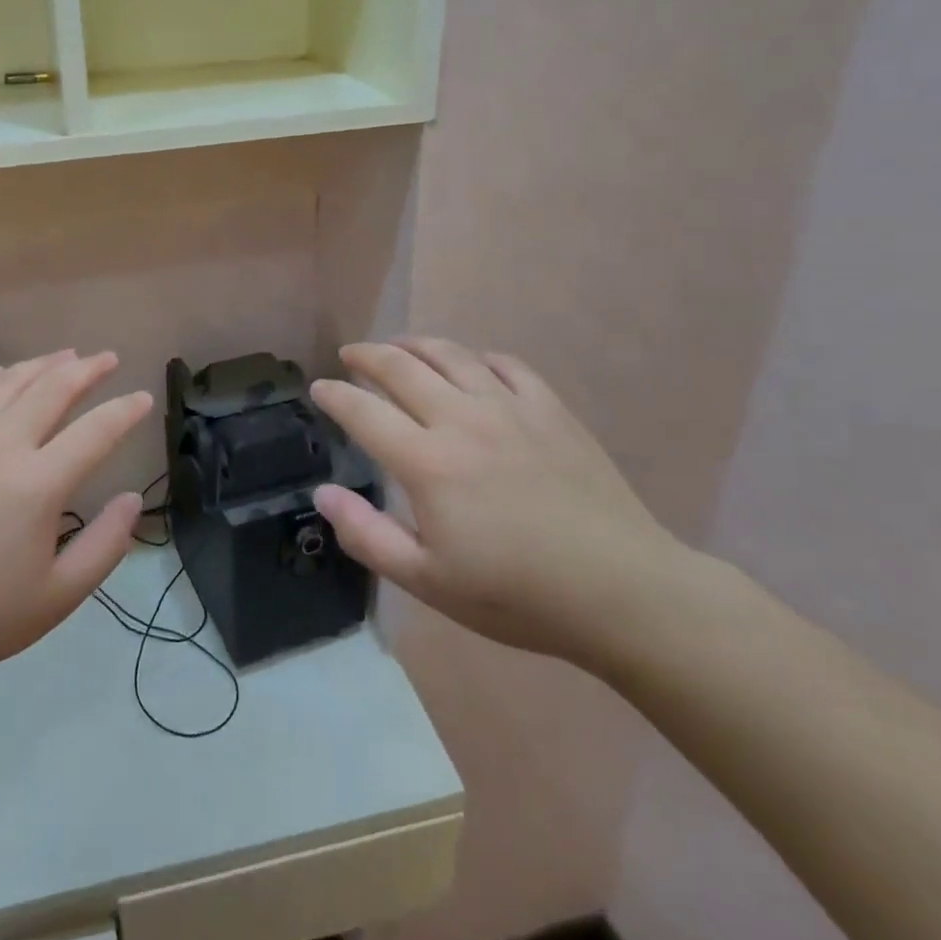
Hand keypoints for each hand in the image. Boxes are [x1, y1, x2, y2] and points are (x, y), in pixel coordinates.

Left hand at [0, 351, 152, 698]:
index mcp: (38, 485)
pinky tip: (1, 377)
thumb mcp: (56, 598)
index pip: (96, 431)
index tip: (144, 398)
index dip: (125, 411)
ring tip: (64, 357)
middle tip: (108, 359)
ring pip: (7, 382)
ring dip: (42, 365)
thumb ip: (105, 545)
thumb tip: (132, 499)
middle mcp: (1, 447)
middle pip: (52, 389)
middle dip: (87, 369)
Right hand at [310, 338, 698, 666]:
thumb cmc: (516, 594)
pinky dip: (476, 357)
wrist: (622, 591)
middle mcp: (462, 419)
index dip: (335, 395)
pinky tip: (471, 365)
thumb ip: (367, 535)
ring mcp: (510, 408)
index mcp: (427, 462)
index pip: (364, 411)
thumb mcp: (428, 580)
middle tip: (350, 354)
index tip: (318, 388)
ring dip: (415, 345)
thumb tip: (323, 493)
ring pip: (451, 355)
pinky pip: (505, 364)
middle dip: (367, 355)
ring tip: (399, 346)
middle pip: (402, 367)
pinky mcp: (550, 409)